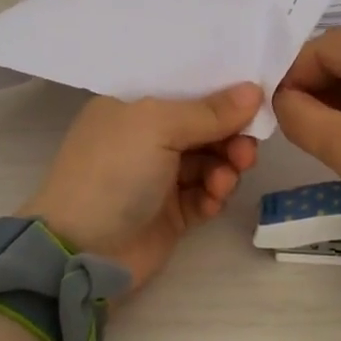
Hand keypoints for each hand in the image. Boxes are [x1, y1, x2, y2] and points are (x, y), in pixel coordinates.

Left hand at [19, 85, 261, 288]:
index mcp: (131, 106)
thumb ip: (209, 111)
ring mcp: (158, 176)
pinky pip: (206, 194)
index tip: (257, 97)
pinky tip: (213, 199)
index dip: (221, 91)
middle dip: (230, 134)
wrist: (83, 251)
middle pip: (204, 126)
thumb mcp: (157, 126)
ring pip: (210, 160)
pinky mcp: (172, 212)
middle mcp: (145, 137)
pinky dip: (215, 194)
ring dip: (226, 166)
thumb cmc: (114, 172)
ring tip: (225, 180)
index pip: (185, 89)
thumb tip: (254, 89)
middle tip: (246, 150)